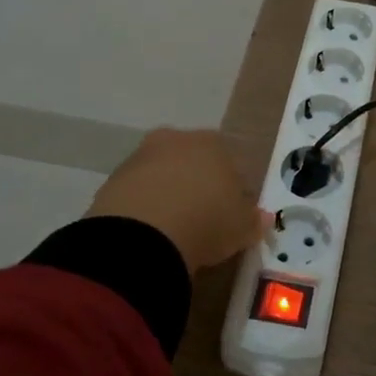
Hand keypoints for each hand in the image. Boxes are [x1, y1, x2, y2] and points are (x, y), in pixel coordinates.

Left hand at [88, 129, 264, 272]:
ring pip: (163, 174)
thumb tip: (262, 217)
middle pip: (193, 162)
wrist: (141, 236)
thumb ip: (253, 220)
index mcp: (214, 142)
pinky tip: (150, 234)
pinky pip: (138, 193)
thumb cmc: (206, 221)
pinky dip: (144, 208)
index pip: (231, 162)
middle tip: (203, 221)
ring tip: (174, 231)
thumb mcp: (241, 227)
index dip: (234, 190)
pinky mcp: (112, 180)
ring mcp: (141, 157)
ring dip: (169, 195)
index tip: (233, 216)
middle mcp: (176, 139)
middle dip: (198, 186)